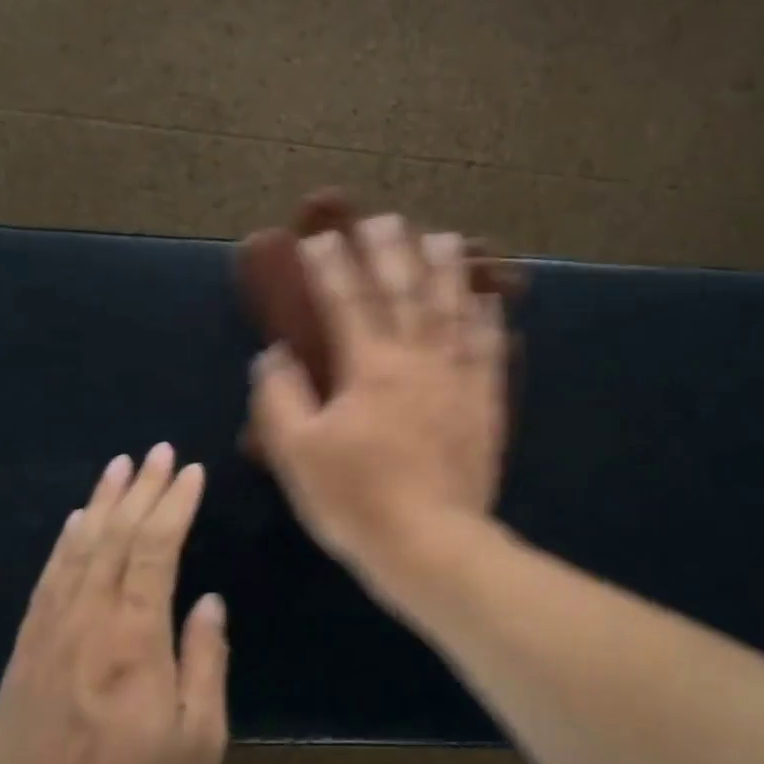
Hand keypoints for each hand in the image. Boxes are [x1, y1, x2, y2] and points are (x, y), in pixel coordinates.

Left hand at [0, 445, 228, 763]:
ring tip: (119, 468)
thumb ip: (205, 661)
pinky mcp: (22, 658)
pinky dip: (64, 544)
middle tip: (158, 452)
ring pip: (77, 551)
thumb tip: (208, 602)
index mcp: (134, 641)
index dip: (174, 505)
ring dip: (100, 504)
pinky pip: (47, 582)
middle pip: (114, 537)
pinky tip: (75, 524)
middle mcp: (87, 624)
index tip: (190, 471)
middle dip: (140, 489)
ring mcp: (47, 638)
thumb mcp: (198, 743)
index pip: (155, 550)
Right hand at [249, 214, 506, 577]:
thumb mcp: (297, 454)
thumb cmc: (357, 499)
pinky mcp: (484, 403)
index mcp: (368, 368)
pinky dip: (488, 320)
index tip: (318, 238)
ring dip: (446, 270)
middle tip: (383, 219)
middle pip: (403, 292)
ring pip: (452, 310)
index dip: (330, 267)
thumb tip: (273, 356)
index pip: (345, 302)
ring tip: (442, 237)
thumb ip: (280, 399)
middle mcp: (416, 360)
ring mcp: (456, 379)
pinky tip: (488, 298)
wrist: (430, 544)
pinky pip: (490, 350)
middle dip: (390, 252)